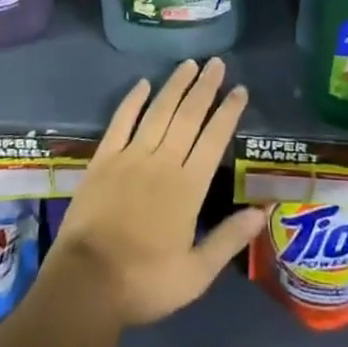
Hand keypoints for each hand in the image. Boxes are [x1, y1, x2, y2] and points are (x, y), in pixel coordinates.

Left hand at [49, 58, 265, 327]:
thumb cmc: (145, 283)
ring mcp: (130, 156)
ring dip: (175, 86)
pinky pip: (121, 121)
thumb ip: (228, 239)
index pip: (214, 139)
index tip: (240, 89)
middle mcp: (162, 162)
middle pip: (188, 116)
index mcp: (188, 187)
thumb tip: (261, 211)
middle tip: (217, 62)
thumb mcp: (196, 274)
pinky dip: (133, 100)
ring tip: (189, 64)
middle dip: (205, 87)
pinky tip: (143, 83)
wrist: (86, 284)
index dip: (228, 112)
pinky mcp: (103, 159)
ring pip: (158, 111)